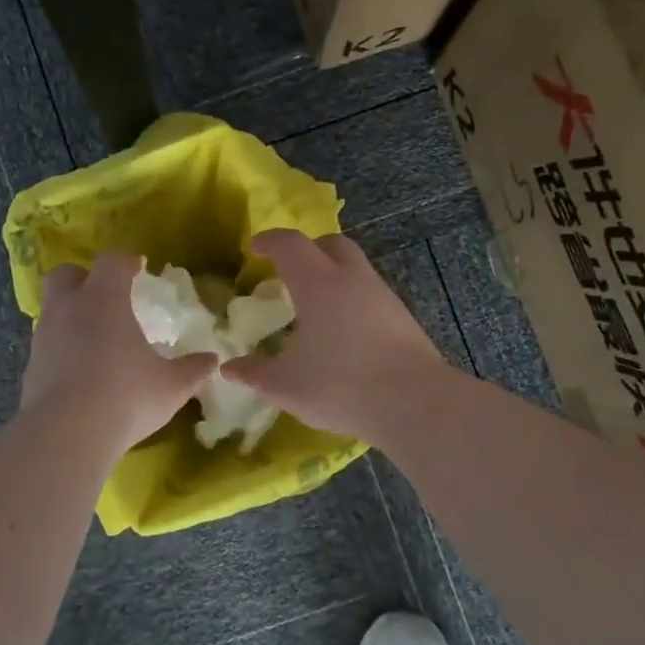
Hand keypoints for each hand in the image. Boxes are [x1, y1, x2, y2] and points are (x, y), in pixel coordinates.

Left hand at [20, 252, 217, 453]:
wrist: (65, 434)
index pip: (112, 262)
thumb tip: (212, 361)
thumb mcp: (171, 386)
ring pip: (52, 309)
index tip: (139, 271)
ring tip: (95, 338)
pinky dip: (62, 347)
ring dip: (71, 314)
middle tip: (106, 297)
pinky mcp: (30, 366)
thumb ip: (193, 370)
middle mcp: (68, 308)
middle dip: (84, 278)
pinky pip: (47, 343)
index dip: (126, 262)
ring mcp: (44, 337)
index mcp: (104, 299)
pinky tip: (79, 370)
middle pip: (66, 274)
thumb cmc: (125, 396)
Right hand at [223, 230, 447, 445]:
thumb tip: (230, 369)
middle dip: (307, 250)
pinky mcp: (403, 318)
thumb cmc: (341, 385)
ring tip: (315, 308)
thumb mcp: (286, 385)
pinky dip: (351, 300)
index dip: (270, 241)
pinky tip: (343, 333)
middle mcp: (352, 278)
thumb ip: (255, 373)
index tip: (255, 248)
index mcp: (318, 283)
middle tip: (289, 272)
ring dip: (332, 276)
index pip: (290, 244)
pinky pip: (370, 294)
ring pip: (354, 269)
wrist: (415, 403)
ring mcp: (382, 296)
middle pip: (331, 244)